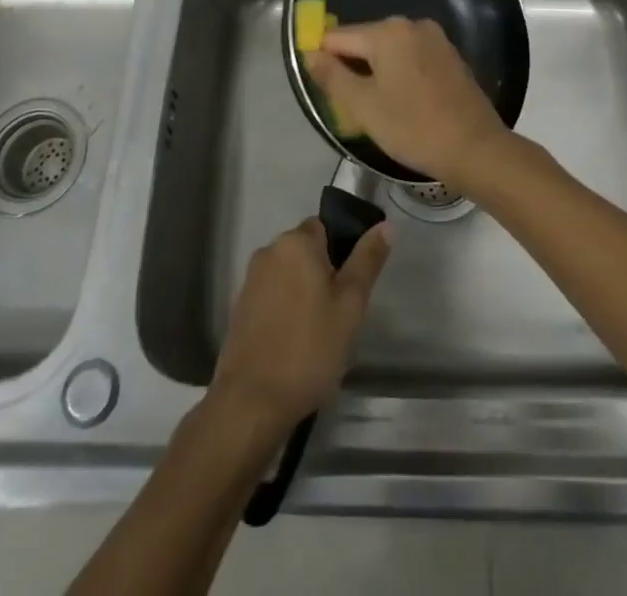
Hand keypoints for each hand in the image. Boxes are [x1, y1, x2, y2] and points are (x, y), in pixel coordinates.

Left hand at [211, 217, 389, 431]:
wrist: (252, 402)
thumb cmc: (309, 348)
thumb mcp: (350, 305)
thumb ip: (367, 260)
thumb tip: (386, 225)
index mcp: (296, 242)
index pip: (325, 228)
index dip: (342, 253)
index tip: (351, 287)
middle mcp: (269, 251)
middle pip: (306, 251)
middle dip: (324, 275)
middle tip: (340, 314)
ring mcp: (251, 281)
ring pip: (289, 276)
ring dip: (304, 294)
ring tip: (319, 334)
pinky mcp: (240, 308)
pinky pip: (272, 297)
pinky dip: (285, 311)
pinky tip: (295, 344)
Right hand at [305, 17, 511, 190]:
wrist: (475, 148)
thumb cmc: (413, 127)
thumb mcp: (362, 106)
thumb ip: (332, 76)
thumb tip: (310, 54)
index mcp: (388, 31)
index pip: (338, 37)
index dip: (323, 59)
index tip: (322, 88)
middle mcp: (412, 25)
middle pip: (365, 40)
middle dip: (351, 67)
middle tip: (348, 105)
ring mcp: (435, 39)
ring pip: (389, 51)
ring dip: (376, 72)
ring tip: (374, 107)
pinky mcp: (450, 57)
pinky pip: (411, 58)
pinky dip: (399, 74)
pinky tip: (401, 103)